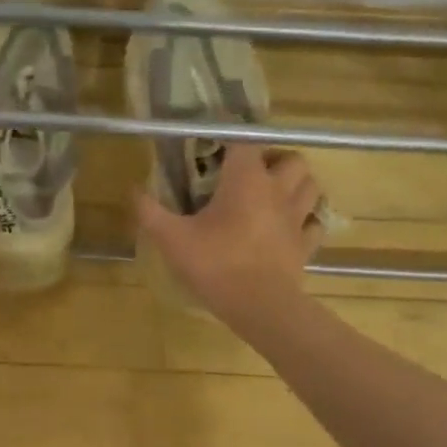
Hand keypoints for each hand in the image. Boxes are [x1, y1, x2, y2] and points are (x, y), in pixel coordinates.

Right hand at [136, 147, 322, 324]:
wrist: (260, 307)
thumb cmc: (216, 265)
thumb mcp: (172, 239)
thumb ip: (150, 212)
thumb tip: (132, 189)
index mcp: (246, 180)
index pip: (245, 141)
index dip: (232, 139)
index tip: (216, 149)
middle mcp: (278, 190)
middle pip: (291, 159)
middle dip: (275, 160)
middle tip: (252, 174)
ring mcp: (297, 218)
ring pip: (310, 185)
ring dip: (296, 184)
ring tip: (274, 194)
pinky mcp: (306, 245)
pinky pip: (314, 223)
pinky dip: (305, 220)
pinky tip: (288, 228)